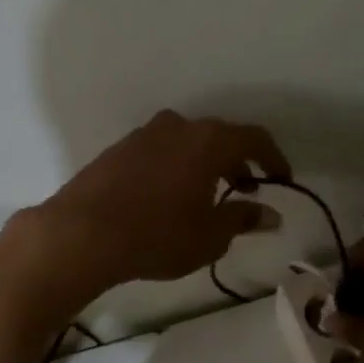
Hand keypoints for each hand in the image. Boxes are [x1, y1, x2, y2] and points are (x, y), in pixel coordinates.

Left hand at [14, 111, 289, 314]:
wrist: (82, 234)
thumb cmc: (158, 235)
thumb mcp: (210, 236)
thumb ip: (243, 219)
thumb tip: (270, 215)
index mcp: (208, 140)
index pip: (254, 138)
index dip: (274, 158)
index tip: (282, 180)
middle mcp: (178, 127)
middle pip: (219, 137)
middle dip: (237, 162)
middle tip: (245, 190)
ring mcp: (144, 135)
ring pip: (187, 143)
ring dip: (204, 164)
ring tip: (207, 196)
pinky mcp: (118, 150)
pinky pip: (160, 152)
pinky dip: (175, 167)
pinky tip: (169, 197)